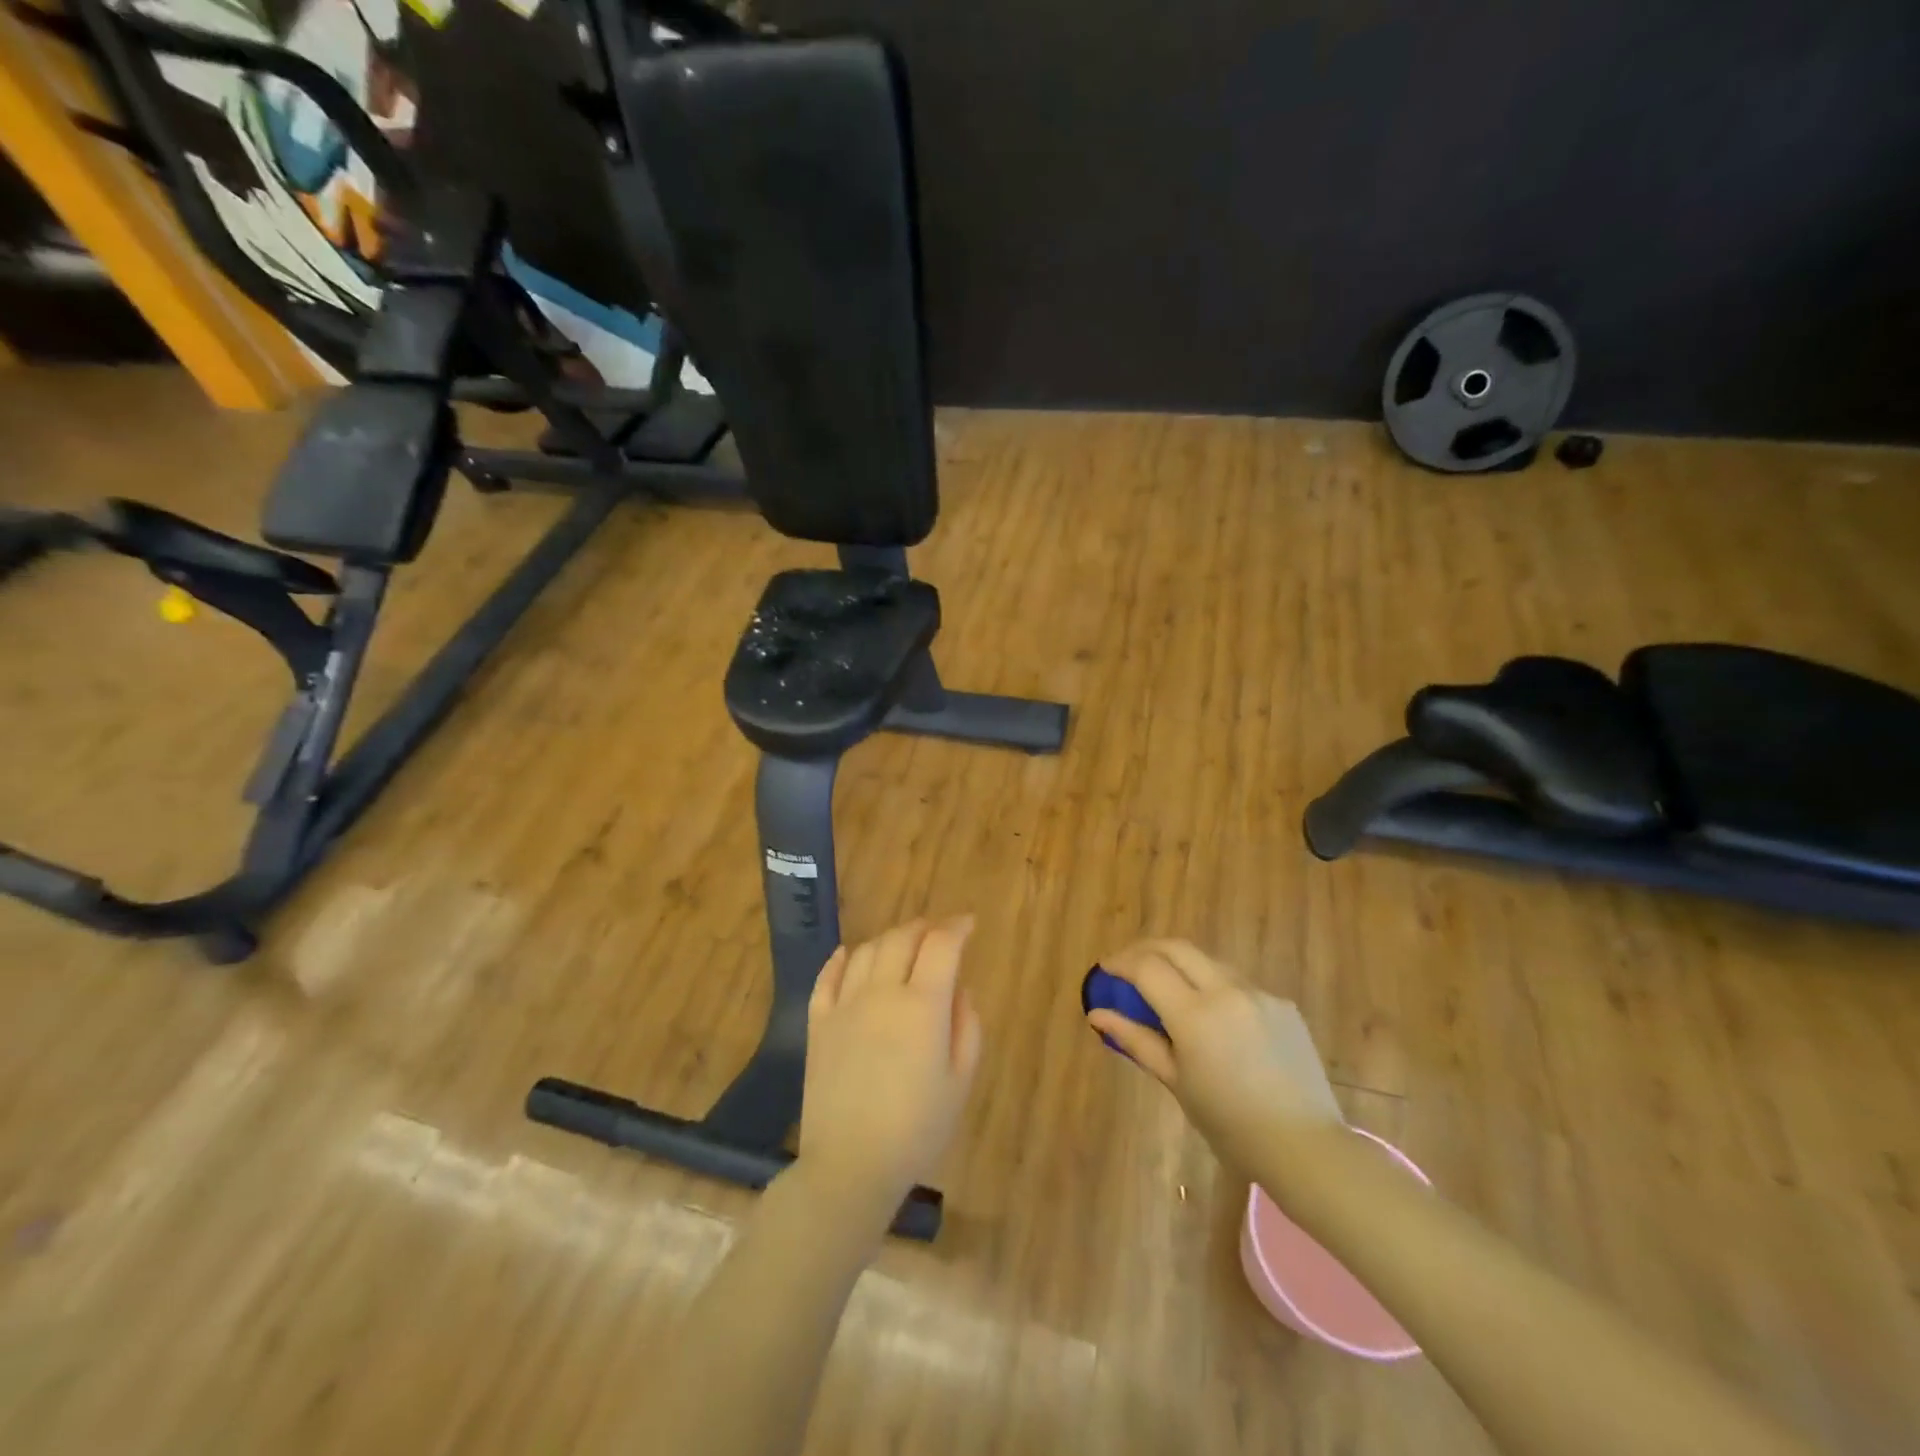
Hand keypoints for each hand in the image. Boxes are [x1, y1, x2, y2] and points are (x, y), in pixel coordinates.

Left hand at [799, 917, 983, 1212]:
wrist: (850, 1165)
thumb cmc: (917, 1129)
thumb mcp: (960, 1081)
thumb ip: (966, 1027)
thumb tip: (959, 990)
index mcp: (923, 1005)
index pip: (941, 945)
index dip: (957, 927)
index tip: (968, 924)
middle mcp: (882, 992)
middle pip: (902, 938)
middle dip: (925, 927)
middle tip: (939, 932)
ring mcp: (845, 1005)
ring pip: (867, 951)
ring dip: (889, 939)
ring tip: (903, 945)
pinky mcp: (817, 1023)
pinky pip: (827, 977)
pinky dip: (841, 959)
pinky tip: (850, 954)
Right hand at [1087, 940, 1343, 1172]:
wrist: (1306, 1146)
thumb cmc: (1230, 1124)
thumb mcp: (1176, 1082)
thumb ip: (1136, 1040)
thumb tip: (1097, 1014)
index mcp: (1195, 1015)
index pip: (1147, 967)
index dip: (1121, 962)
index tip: (1106, 970)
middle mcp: (1227, 991)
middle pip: (1177, 948)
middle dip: (1146, 949)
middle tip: (1128, 966)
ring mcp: (1259, 994)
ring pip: (1208, 962)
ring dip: (1181, 965)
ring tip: (1168, 990)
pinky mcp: (1282, 1004)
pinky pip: (1238, 984)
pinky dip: (1214, 988)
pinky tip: (1214, 1017)